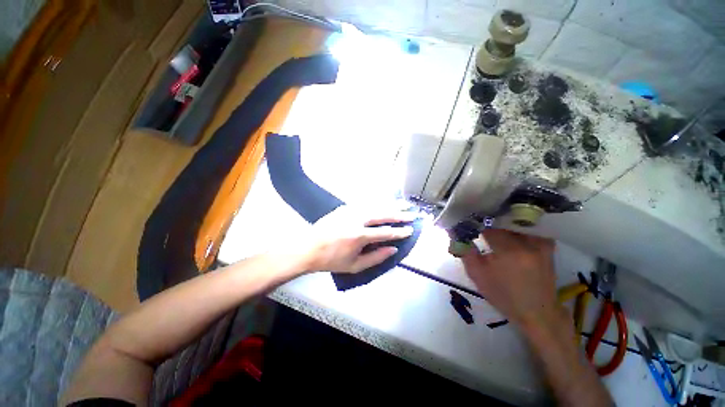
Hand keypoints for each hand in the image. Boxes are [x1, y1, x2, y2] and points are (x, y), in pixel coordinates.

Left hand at [301, 206, 415, 273]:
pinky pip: (365, 203)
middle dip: (399, 214)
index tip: (410, 230)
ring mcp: (350, 210)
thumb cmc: (331, 260)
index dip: (399, 232)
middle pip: (382, 214)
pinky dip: (377, 203)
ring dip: (390, 204)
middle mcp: (356, 219)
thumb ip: (376, 258)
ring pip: (375, 205)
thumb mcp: (354, 266)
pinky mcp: (344, 207)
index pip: (385, 232)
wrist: (308, 248)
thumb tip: (393, 249)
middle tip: (412, 213)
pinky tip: (384, 202)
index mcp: (359, 235)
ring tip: (403, 204)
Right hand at [462, 229, 563, 329]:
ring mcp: (541, 244)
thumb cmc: (503, 295)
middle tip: (479, 227)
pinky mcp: (547, 247)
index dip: (476, 225)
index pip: (488, 227)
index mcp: (509, 251)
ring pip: (517, 223)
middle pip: (503, 222)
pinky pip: (530, 229)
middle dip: (489, 223)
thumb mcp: (477, 275)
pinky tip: (511, 231)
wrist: (536, 312)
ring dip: (504, 223)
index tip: (469, 227)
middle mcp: (527, 243)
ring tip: (494, 227)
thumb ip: (465, 252)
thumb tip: (456, 233)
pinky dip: (519, 227)